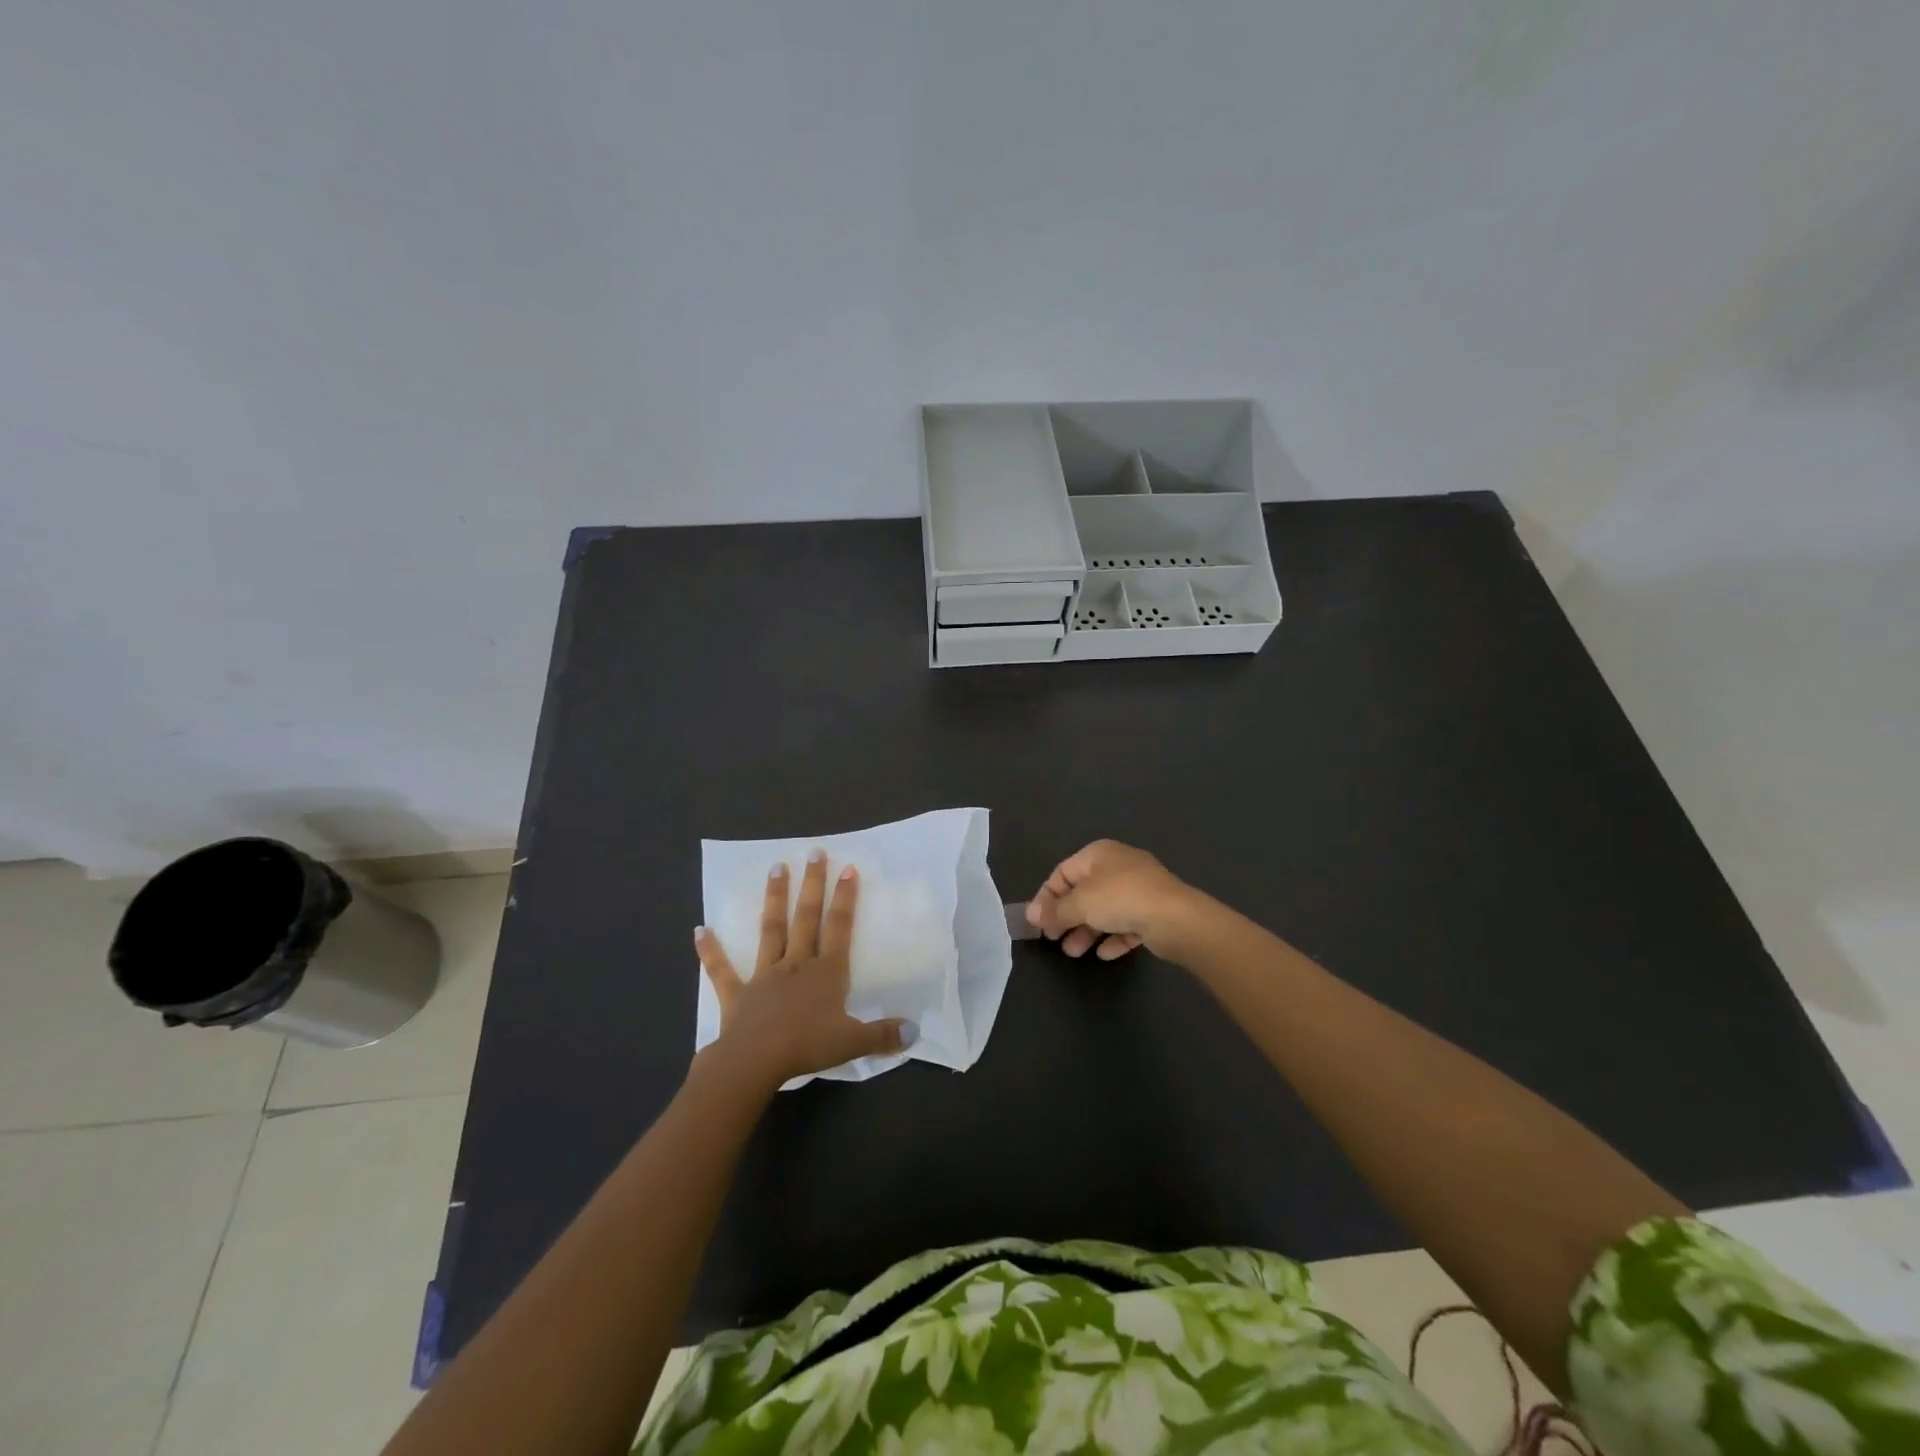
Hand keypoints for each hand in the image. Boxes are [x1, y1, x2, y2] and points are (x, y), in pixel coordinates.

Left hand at [695, 851, 912, 1088]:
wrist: (754, 1062)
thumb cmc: (806, 1047)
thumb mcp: (852, 1042)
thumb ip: (883, 1035)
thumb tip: (915, 1031)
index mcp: (826, 973)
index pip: (839, 928)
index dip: (845, 898)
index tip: (848, 868)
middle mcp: (796, 964)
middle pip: (806, 918)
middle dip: (813, 884)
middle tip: (814, 853)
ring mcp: (764, 975)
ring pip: (771, 930)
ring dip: (774, 899)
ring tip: (776, 868)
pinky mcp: (737, 994)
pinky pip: (722, 970)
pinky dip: (711, 951)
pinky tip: (699, 931)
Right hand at [1026, 839, 1198, 959]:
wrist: (1175, 917)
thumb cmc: (1120, 899)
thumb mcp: (1079, 903)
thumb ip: (1054, 910)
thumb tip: (1031, 915)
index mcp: (1098, 854)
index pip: (1063, 872)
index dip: (1046, 897)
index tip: (1038, 922)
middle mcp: (1119, 865)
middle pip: (1083, 892)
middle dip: (1067, 917)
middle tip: (1055, 939)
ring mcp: (1140, 888)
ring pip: (1105, 910)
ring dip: (1087, 931)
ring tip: (1074, 952)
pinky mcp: (1154, 911)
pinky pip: (1126, 924)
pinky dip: (1113, 937)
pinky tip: (1104, 954)